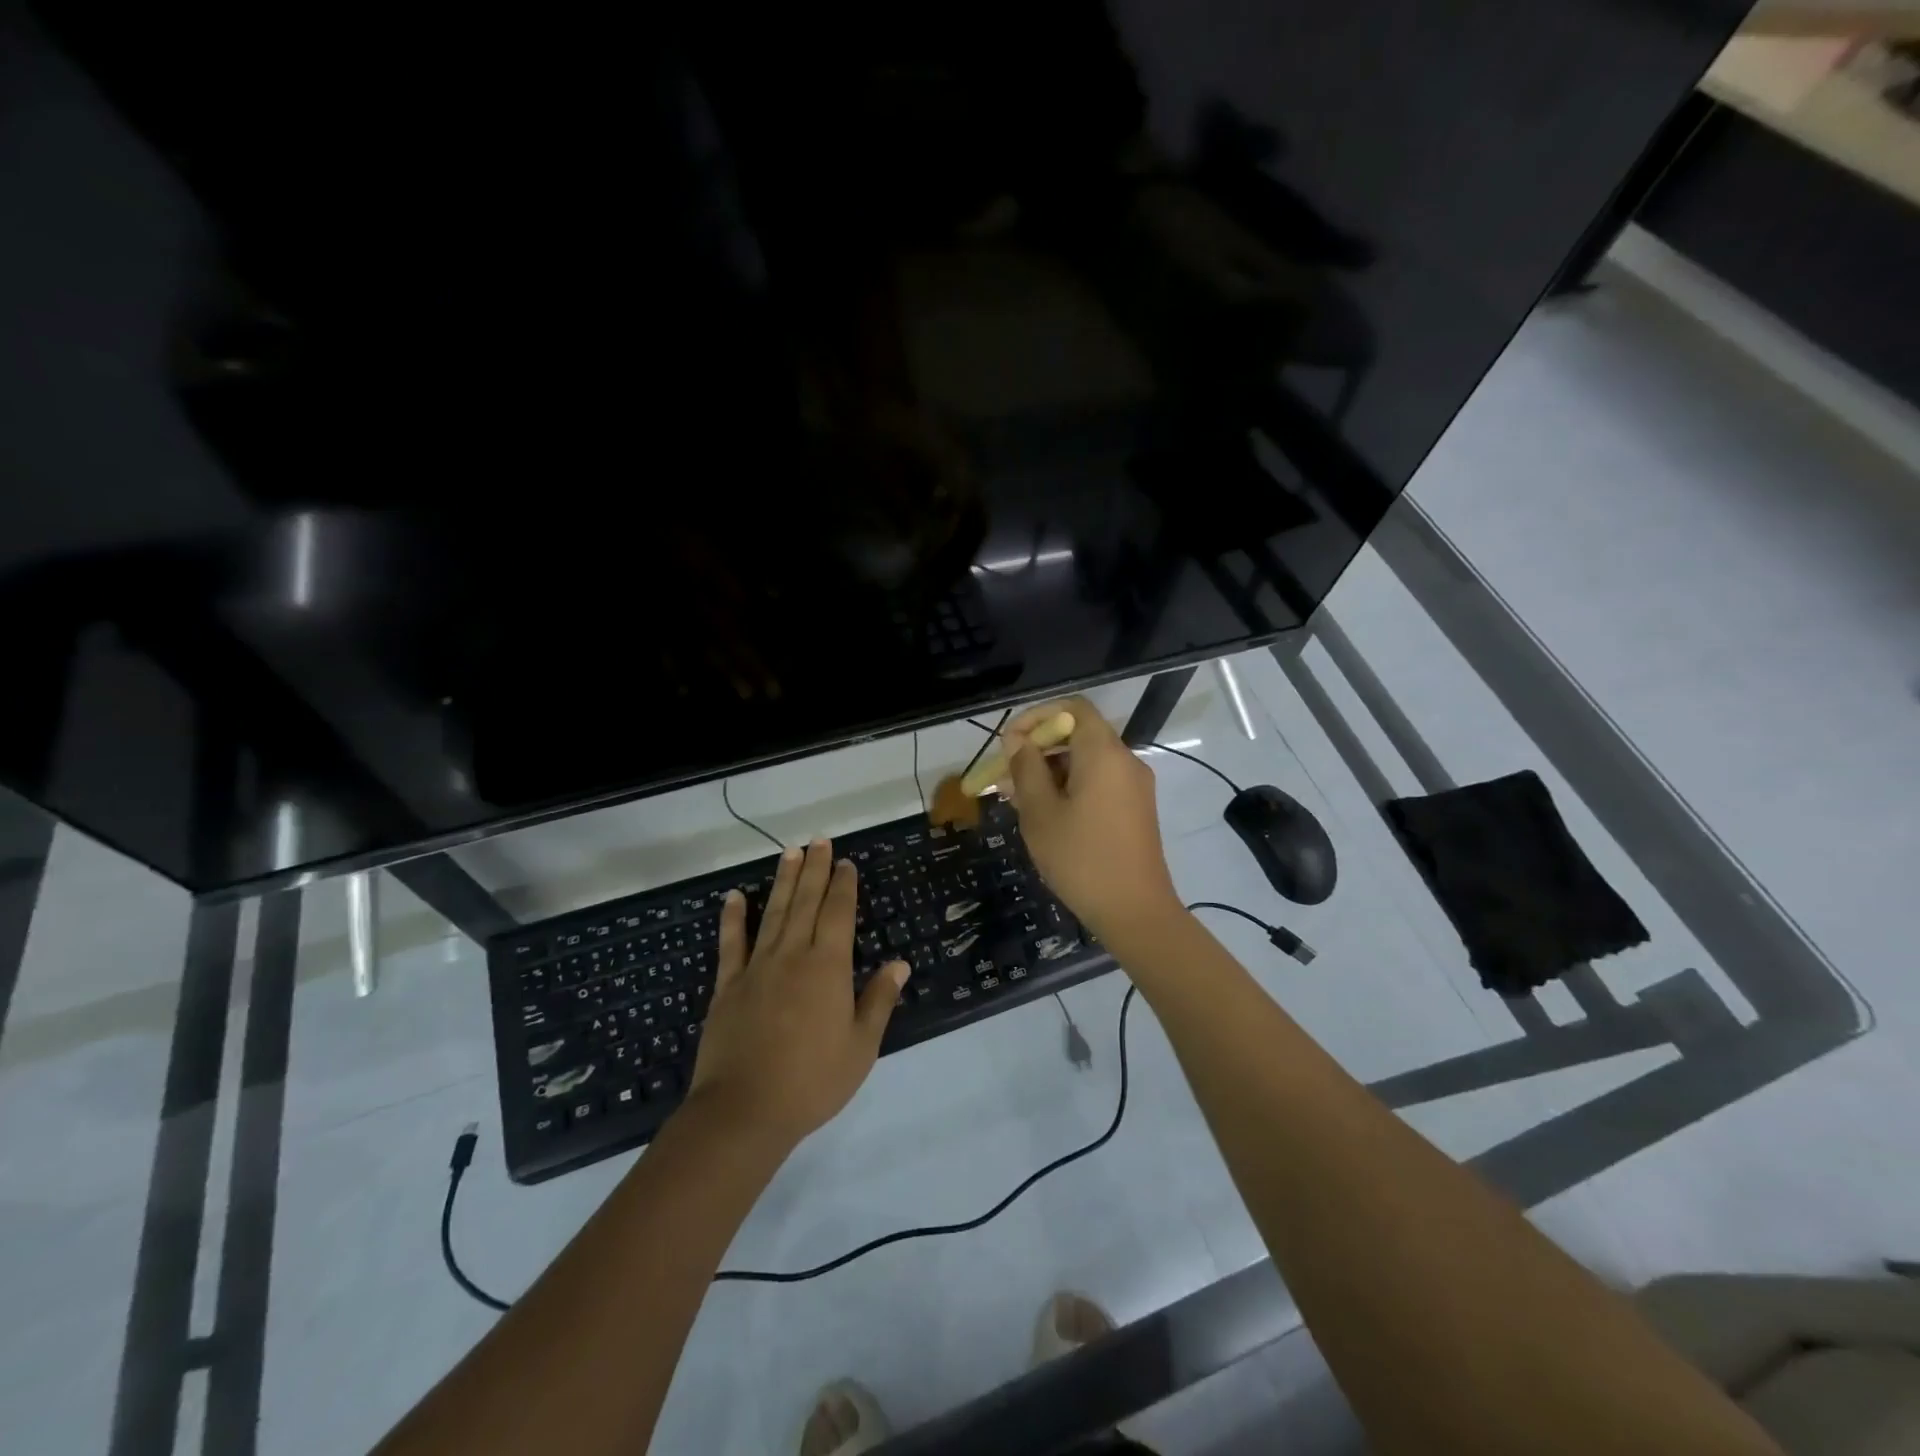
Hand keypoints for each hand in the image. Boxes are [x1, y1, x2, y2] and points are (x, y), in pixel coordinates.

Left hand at [686, 837, 907, 1149]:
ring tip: (789, 853)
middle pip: (805, 903)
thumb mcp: (861, 1047)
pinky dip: (733, 918)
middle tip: (818, 840)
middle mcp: (792, 956)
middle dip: (814, 870)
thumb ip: (878, 1001)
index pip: (838, 914)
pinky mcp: (728, 987)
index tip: (845, 862)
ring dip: (782, 881)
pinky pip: (731, 944)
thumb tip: (899, 963)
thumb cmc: (812, 1081)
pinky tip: (734, 897)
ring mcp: (756, 968)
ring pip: (772, 913)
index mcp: (828, 968)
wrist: (744, 1111)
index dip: (843, 886)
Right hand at [1002, 698, 1182, 942]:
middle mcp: (1125, 761)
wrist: (1136, 912)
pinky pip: (1100, 782)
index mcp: (1104, 754)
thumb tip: (1019, 742)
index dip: (1038, 716)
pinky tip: (1047, 814)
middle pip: (1080, 735)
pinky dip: (1071, 787)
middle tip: (1007, 776)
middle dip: (1040, 748)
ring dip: (1052, 771)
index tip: (1011, 742)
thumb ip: (1026, 769)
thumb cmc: (1081, 859)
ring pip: (1087, 761)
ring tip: (1019, 800)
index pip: (1073, 708)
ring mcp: (1135, 786)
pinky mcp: (1136, 809)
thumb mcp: (1040, 813)